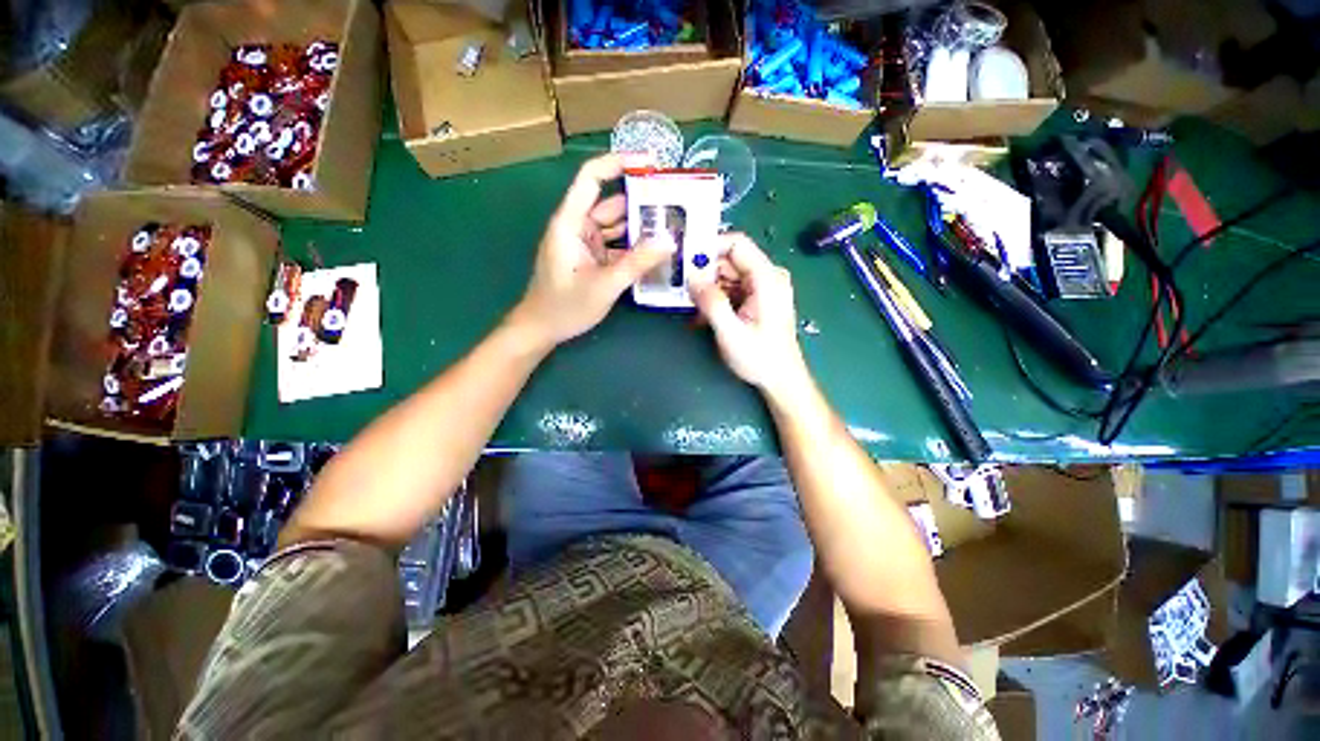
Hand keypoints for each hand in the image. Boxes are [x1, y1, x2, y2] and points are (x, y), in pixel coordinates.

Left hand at [510, 153, 674, 346]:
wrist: (542, 330)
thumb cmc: (565, 307)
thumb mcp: (604, 285)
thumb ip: (637, 263)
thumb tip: (670, 241)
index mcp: (571, 223)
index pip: (592, 179)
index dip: (618, 163)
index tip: (650, 162)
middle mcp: (578, 227)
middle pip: (612, 204)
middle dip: (642, 204)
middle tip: (676, 206)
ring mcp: (586, 244)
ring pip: (617, 227)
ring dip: (641, 229)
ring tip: (673, 228)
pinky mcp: (592, 260)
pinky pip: (617, 247)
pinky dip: (635, 248)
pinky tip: (656, 253)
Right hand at [689, 233, 810, 396]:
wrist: (781, 379)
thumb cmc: (760, 358)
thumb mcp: (731, 333)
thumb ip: (711, 302)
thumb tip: (691, 276)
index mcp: (767, 278)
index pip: (736, 244)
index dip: (709, 247)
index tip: (684, 260)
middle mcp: (767, 276)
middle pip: (729, 260)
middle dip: (704, 272)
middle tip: (681, 289)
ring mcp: (763, 287)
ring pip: (727, 275)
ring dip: (707, 289)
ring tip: (692, 308)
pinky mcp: (757, 298)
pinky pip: (731, 288)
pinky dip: (716, 298)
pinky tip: (703, 316)